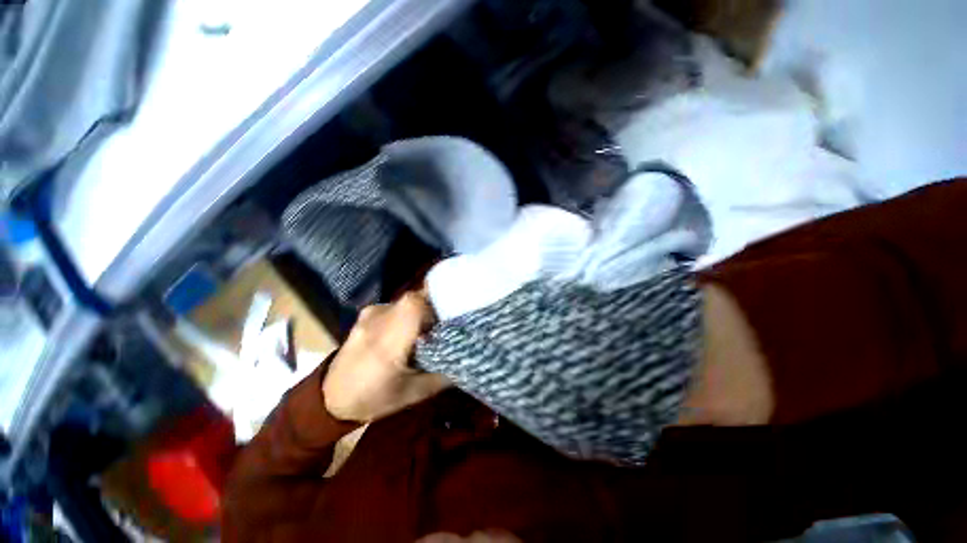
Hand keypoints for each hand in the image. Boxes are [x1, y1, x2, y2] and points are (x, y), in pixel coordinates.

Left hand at [322, 291, 450, 422]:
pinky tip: (410, 330)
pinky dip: (410, 313)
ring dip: (423, 310)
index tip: (453, 315)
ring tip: (429, 329)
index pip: (415, 304)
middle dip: (436, 308)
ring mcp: (370, 313)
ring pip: (407, 301)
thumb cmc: (374, 399)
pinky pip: (397, 305)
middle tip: (447, 323)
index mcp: (387, 342)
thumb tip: (469, 355)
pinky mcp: (368, 312)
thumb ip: (444, 372)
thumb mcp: (415, 393)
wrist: (330, 397)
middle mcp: (377, 320)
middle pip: (415, 299)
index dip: (438, 303)